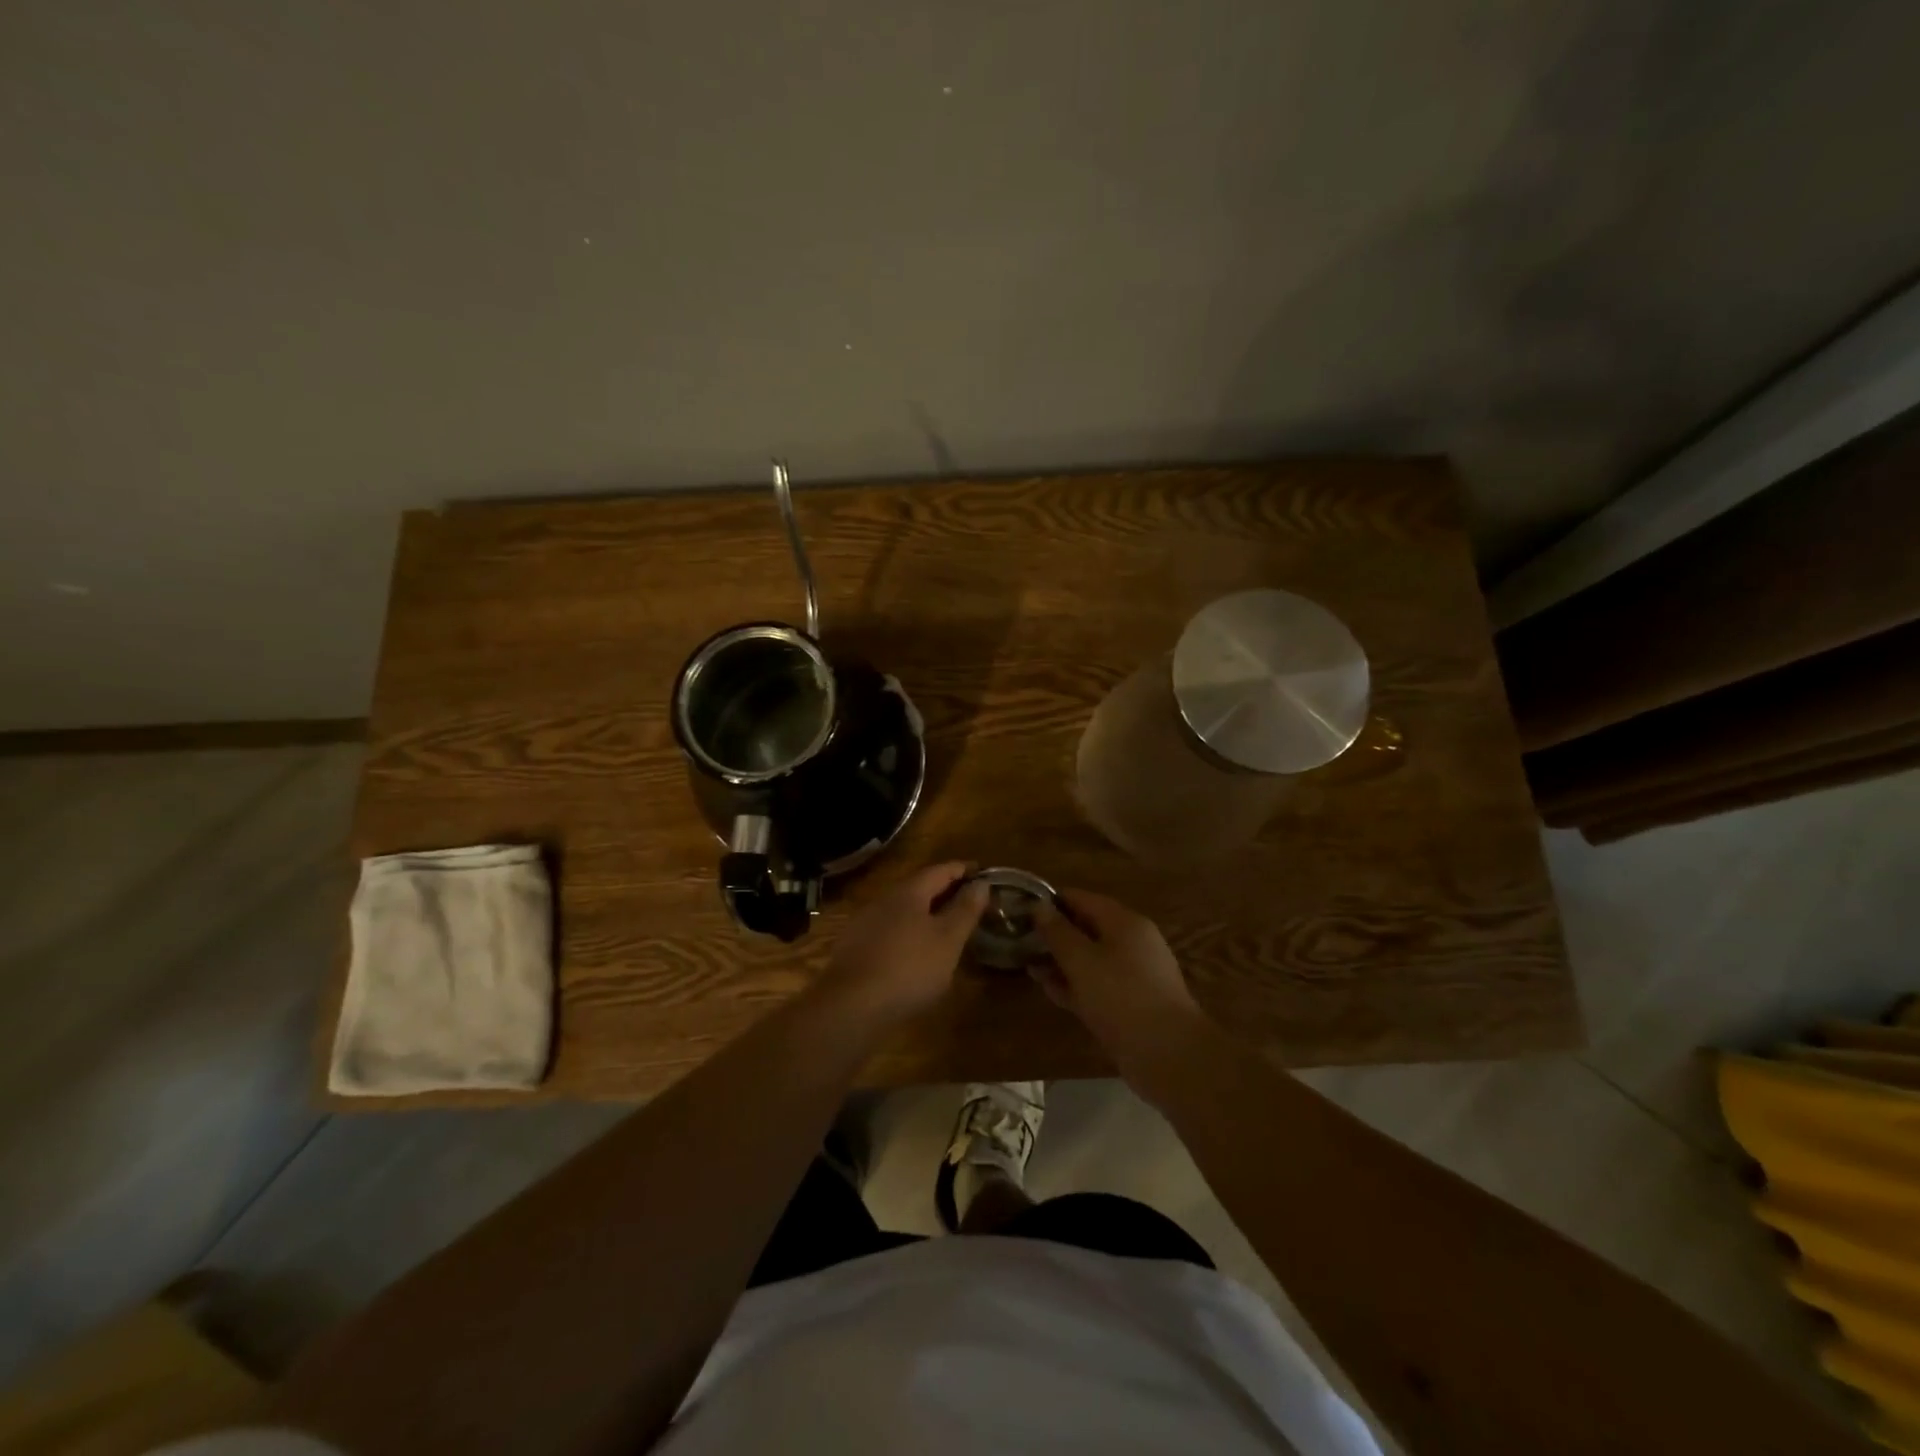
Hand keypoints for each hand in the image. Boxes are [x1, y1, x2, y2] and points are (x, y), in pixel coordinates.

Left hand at [816, 862, 988, 1024]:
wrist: (850, 1005)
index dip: (963, 869)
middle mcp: (884, 900)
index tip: (982, 872)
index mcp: (908, 892)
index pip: (940, 870)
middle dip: (944, 890)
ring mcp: (865, 923)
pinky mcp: (855, 947)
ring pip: (903, 909)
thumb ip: (965, 909)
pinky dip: (909, 931)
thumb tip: (982, 882)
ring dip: (926, 911)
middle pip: (919, 886)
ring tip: (946, 924)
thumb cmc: (909, 967)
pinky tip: (915, 949)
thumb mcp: (948, 939)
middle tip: (968, 899)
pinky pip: (890, 929)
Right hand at [1034, 889, 1210, 1078]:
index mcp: (1124, 922)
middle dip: (1055, 934)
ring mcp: (1134, 974)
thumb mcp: (1081, 960)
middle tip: (1020, 940)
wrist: (1168, 1054)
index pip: (1082, 898)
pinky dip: (1075, 984)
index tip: (1021, 908)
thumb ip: (1057, 932)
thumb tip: (1039, 906)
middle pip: (1087, 928)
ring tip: (1030, 966)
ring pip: (1090, 959)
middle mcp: (1132, 942)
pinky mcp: (1131, 1003)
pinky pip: (1098, 984)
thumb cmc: (1121, 996)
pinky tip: (1051, 991)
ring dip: (1062, 961)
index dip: (1051, 901)